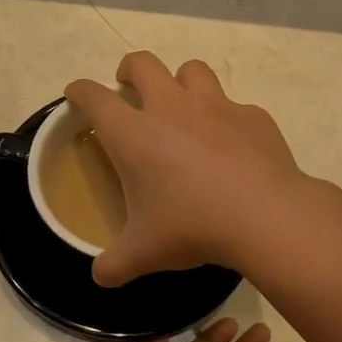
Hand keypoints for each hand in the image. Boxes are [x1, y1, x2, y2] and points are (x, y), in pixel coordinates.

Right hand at [65, 52, 308, 287]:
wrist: (265, 216)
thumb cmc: (192, 227)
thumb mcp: (145, 253)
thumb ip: (115, 264)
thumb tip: (99, 277)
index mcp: (134, 134)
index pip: (94, 97)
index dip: (80, 91)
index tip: (77, 95)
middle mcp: (171, 108)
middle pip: (143, 64)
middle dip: (130, 70)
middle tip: (129, 88)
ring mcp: (216, 106)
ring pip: (192, 70)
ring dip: (181, 82)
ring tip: (183, 106)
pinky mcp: (253, 116)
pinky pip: (235, 106)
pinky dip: (228, 119)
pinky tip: (233, 145)